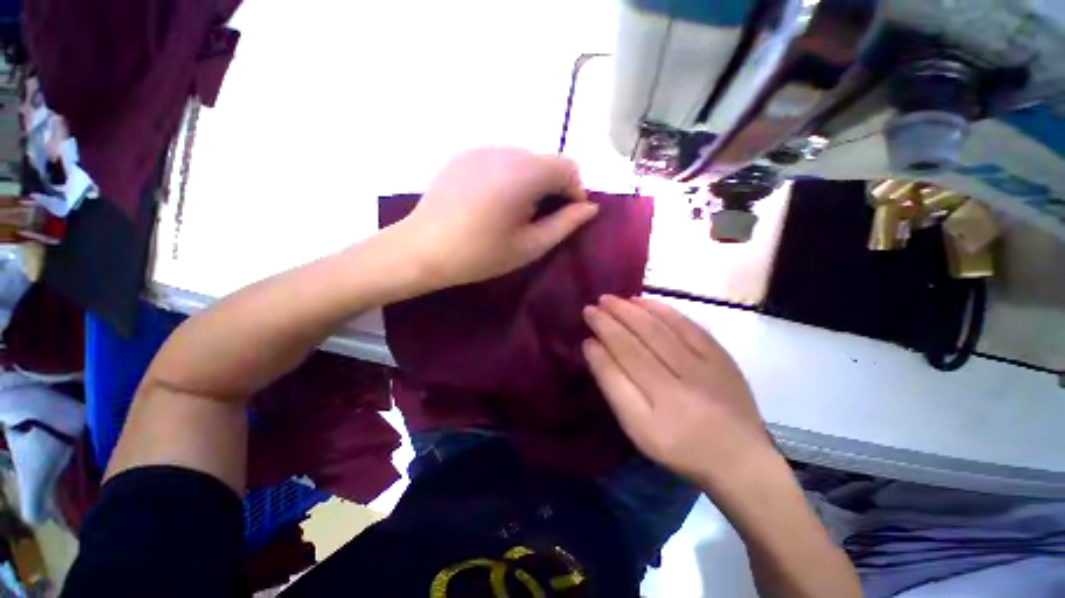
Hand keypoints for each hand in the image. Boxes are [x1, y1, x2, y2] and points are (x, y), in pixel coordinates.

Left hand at [394, 147, 598, 288]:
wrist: (423, 250)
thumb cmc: (480, 255)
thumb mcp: (529, 246)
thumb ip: (565, 224)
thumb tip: (590, 208)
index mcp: (523, 174)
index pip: (568, 167)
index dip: (575, 191)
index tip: (567, 216)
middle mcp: (504, 151)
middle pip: (546, 160)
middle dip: (554, 186)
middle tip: (540, 218)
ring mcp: (481, 149)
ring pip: (524, 158)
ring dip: (532, 180)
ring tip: (515, 211)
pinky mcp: (464, 155)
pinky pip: (500, 159)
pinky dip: (509, 176)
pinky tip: (493, 201)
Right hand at [583, 296, 774, 487]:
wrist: (738, 457)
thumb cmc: (678, 445)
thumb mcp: (636, 428)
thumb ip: (613, 386)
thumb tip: (592, 347)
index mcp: (657, 403)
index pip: (623, 355)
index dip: (603, 335)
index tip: (586, 322)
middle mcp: (679, 379)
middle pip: (639, 338)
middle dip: (612, 317)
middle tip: (593, 305)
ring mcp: (703, 364)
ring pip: (661, 328)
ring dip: (633, 310)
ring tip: (613, 300)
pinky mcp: (720, 355)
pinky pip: (687, 325)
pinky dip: (663, 310)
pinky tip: (645, 302)